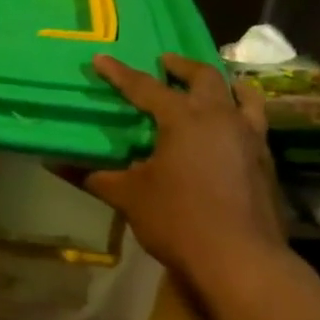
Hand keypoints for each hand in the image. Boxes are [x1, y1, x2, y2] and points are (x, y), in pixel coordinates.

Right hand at [84, 54, 286, 278]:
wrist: (239, 259)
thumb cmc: (178, 221)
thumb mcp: (129, 197)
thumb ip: (93, 176)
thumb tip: (54, 162)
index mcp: (184, 119)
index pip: (145, 87)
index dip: (120, 73)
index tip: (101, 59)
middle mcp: (221, 117)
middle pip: (205, 78)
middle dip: (182, 66)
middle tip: (165, 63)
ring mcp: (250, 138)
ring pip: (242, 95)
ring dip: (223, 84)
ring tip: (211, 85)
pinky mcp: (265, 161)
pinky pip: (255, 122)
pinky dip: (241, 113)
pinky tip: (230, 130)